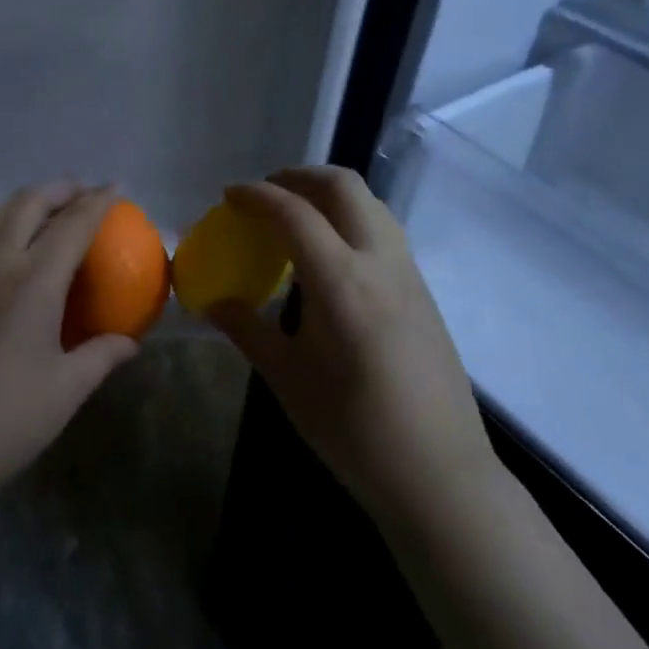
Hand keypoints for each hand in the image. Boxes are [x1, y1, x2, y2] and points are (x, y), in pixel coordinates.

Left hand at [0, 182, 139, 508]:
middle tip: (80, 191)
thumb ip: (101, 357)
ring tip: (41, 213)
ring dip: (20, 206)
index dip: (97, 201)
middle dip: (57, 189)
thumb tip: (130, 342)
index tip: (115, 188)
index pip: (72, 225)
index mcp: (31, 283)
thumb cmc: (1, 424)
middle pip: (25, 205)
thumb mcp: (64, 392)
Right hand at [207, 167, 494, 525]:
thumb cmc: (352, 429)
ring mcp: (409, 274)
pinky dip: (351, 219)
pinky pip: (384, 231)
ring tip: (295, 216)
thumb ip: (248, 329)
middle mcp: (380, 262)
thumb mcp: (287, 378)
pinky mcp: (423, 292)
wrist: (437, 472)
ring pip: (371, 204)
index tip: (229, 195)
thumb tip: (211, 302)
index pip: (294, 213)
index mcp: (341, 281)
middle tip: (264, 193)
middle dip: (299, 176)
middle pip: (343, 187)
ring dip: (329, 194)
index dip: (257, 196)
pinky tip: (330, 256)